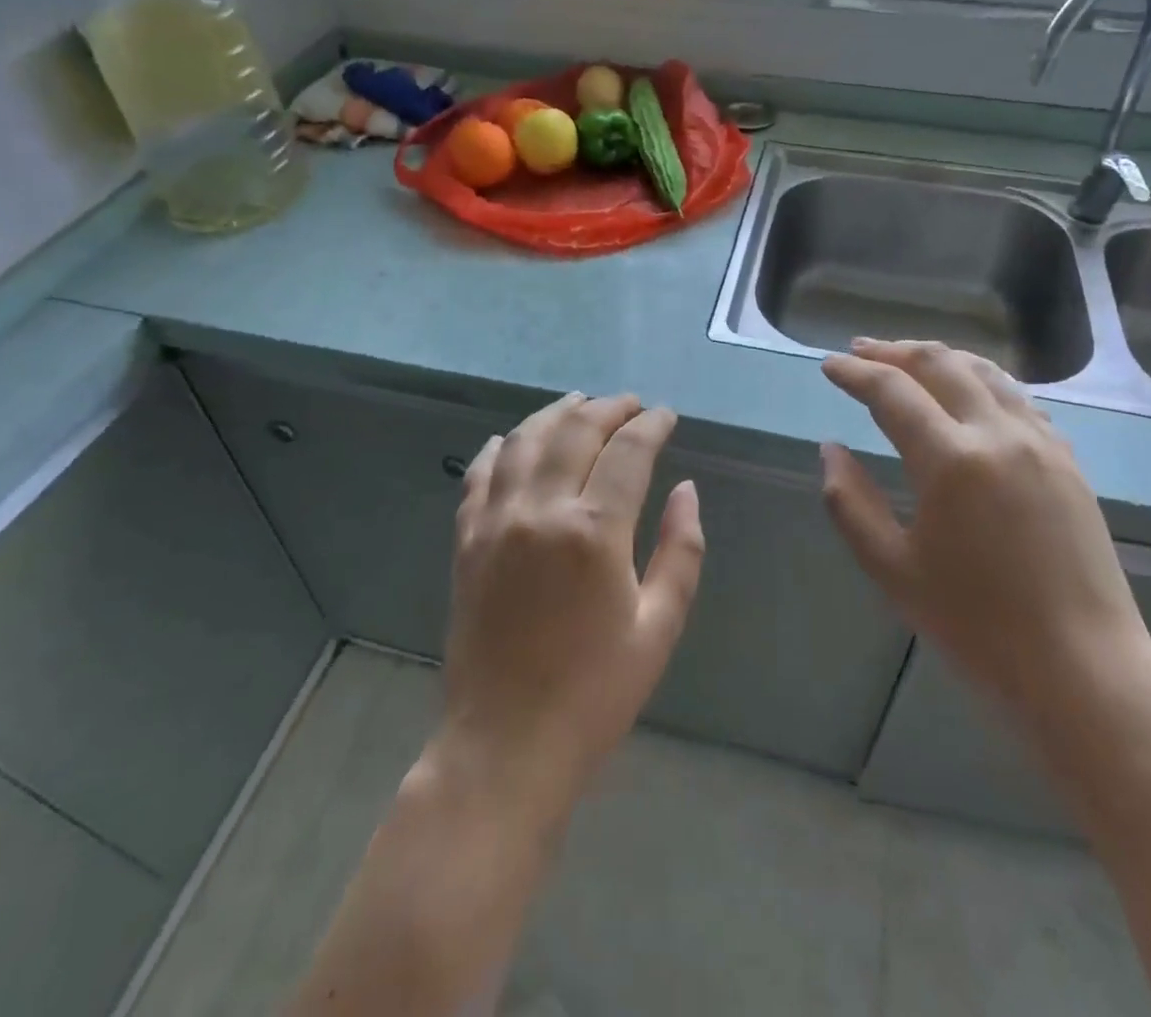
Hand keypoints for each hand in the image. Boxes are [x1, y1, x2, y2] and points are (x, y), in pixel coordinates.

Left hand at [436, 392, 704, 817]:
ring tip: (580, 405)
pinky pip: (479, 473)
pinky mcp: (465, 540)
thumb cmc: (596, 693)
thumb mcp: (659, 627)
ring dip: (555, 414)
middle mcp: (540, 510)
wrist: (506, 745)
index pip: (628, 451)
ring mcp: (495, 521)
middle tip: (630, 405)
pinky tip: (513, 440)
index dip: (651, 424)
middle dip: (608, 408)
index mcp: (594, 532)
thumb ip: (681, 550)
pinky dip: (499, 447)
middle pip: (575, 430)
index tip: (666, 415)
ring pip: (523, 439)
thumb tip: (685, 490)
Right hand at [820, 339, 1150, 720]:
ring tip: (907, 359)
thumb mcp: (892, 569)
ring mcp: (1041, 443)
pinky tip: (968, 393)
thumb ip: (850, 502)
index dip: (854, 373)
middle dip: (893, 351)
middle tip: (860, 351)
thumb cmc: (976, 628)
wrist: (1082, 671)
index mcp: (951, 460)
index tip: (828, 365)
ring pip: (984, 372)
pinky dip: (981, 381)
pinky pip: (1018, 398)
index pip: (891, 391)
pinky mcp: (1067, 460)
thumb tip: (830, 450)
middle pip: (940, 364)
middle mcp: (998, 434)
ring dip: (939, 357)